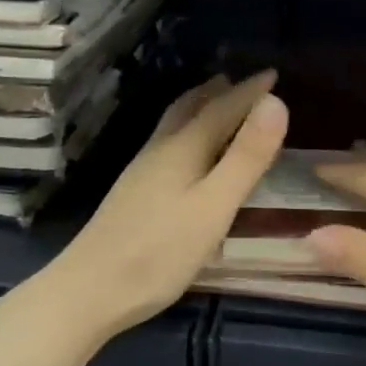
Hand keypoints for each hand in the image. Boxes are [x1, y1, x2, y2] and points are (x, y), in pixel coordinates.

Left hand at [34, 71, 286, 347]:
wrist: (89, 290)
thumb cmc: (160, 252)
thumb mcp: (214, 206)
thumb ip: (246, 157)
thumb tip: (276, 102)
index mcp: (183, 148)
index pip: (222, 107)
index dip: (250, 91)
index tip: (273, 74)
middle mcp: (160, 150)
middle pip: (190, 108)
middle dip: (219, 92)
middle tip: (243, 82)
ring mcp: (142, 171)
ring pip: (174, 125)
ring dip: (199, 108)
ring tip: (216, 105)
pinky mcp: (134, 193)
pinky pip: (168, 144)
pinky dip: (188, 131)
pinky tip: (188, 154)